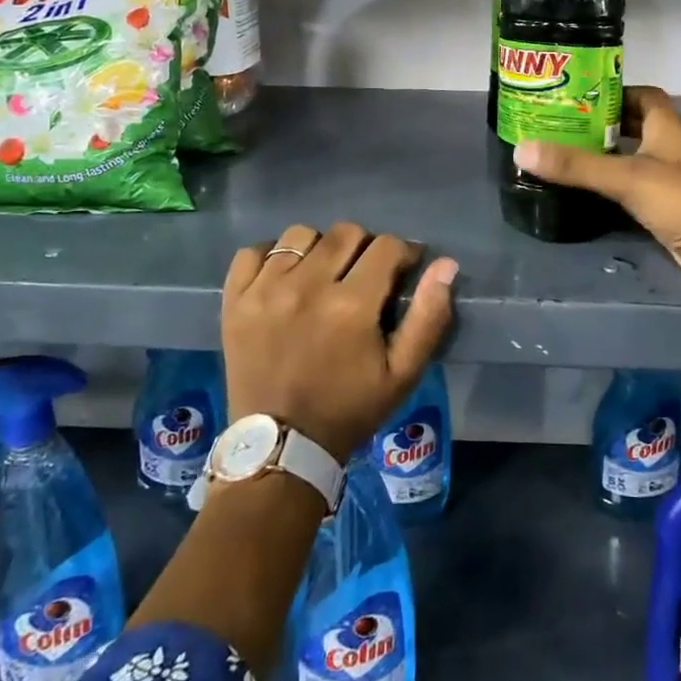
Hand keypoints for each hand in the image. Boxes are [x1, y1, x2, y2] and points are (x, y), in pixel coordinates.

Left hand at [221, 222, 456, 460]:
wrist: (281, 448)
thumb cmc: (350, 409)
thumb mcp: (404, 374)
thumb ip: (429, 317)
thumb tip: (445, 265)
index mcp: (351, 306)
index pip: (387, 246)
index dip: (402, 254)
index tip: (402, 271)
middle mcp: (306, 287)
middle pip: (346, 233)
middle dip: (364, 248)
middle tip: (363, 277)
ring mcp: (265, 291)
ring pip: (301, 235)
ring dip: (319, 249)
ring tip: (322, 276)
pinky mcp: (235, 301)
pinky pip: (253, 252)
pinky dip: (272, 258)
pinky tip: (284, 279)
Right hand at [515, 86, 680, 293]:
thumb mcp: (626, 177)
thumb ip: (576, 165)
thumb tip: (521, 150)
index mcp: (666, 126)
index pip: (642, 94)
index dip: (613, 91)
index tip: (578, 96)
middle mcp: (669, 146)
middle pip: (633, 124)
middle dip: (601, 122)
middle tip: (562, 124)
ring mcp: (669, 176)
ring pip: (632, 155)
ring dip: (605, 153)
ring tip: (565, 151)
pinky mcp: (665, 204)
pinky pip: (633, 184)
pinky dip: (611, 181)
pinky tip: (586, 186)